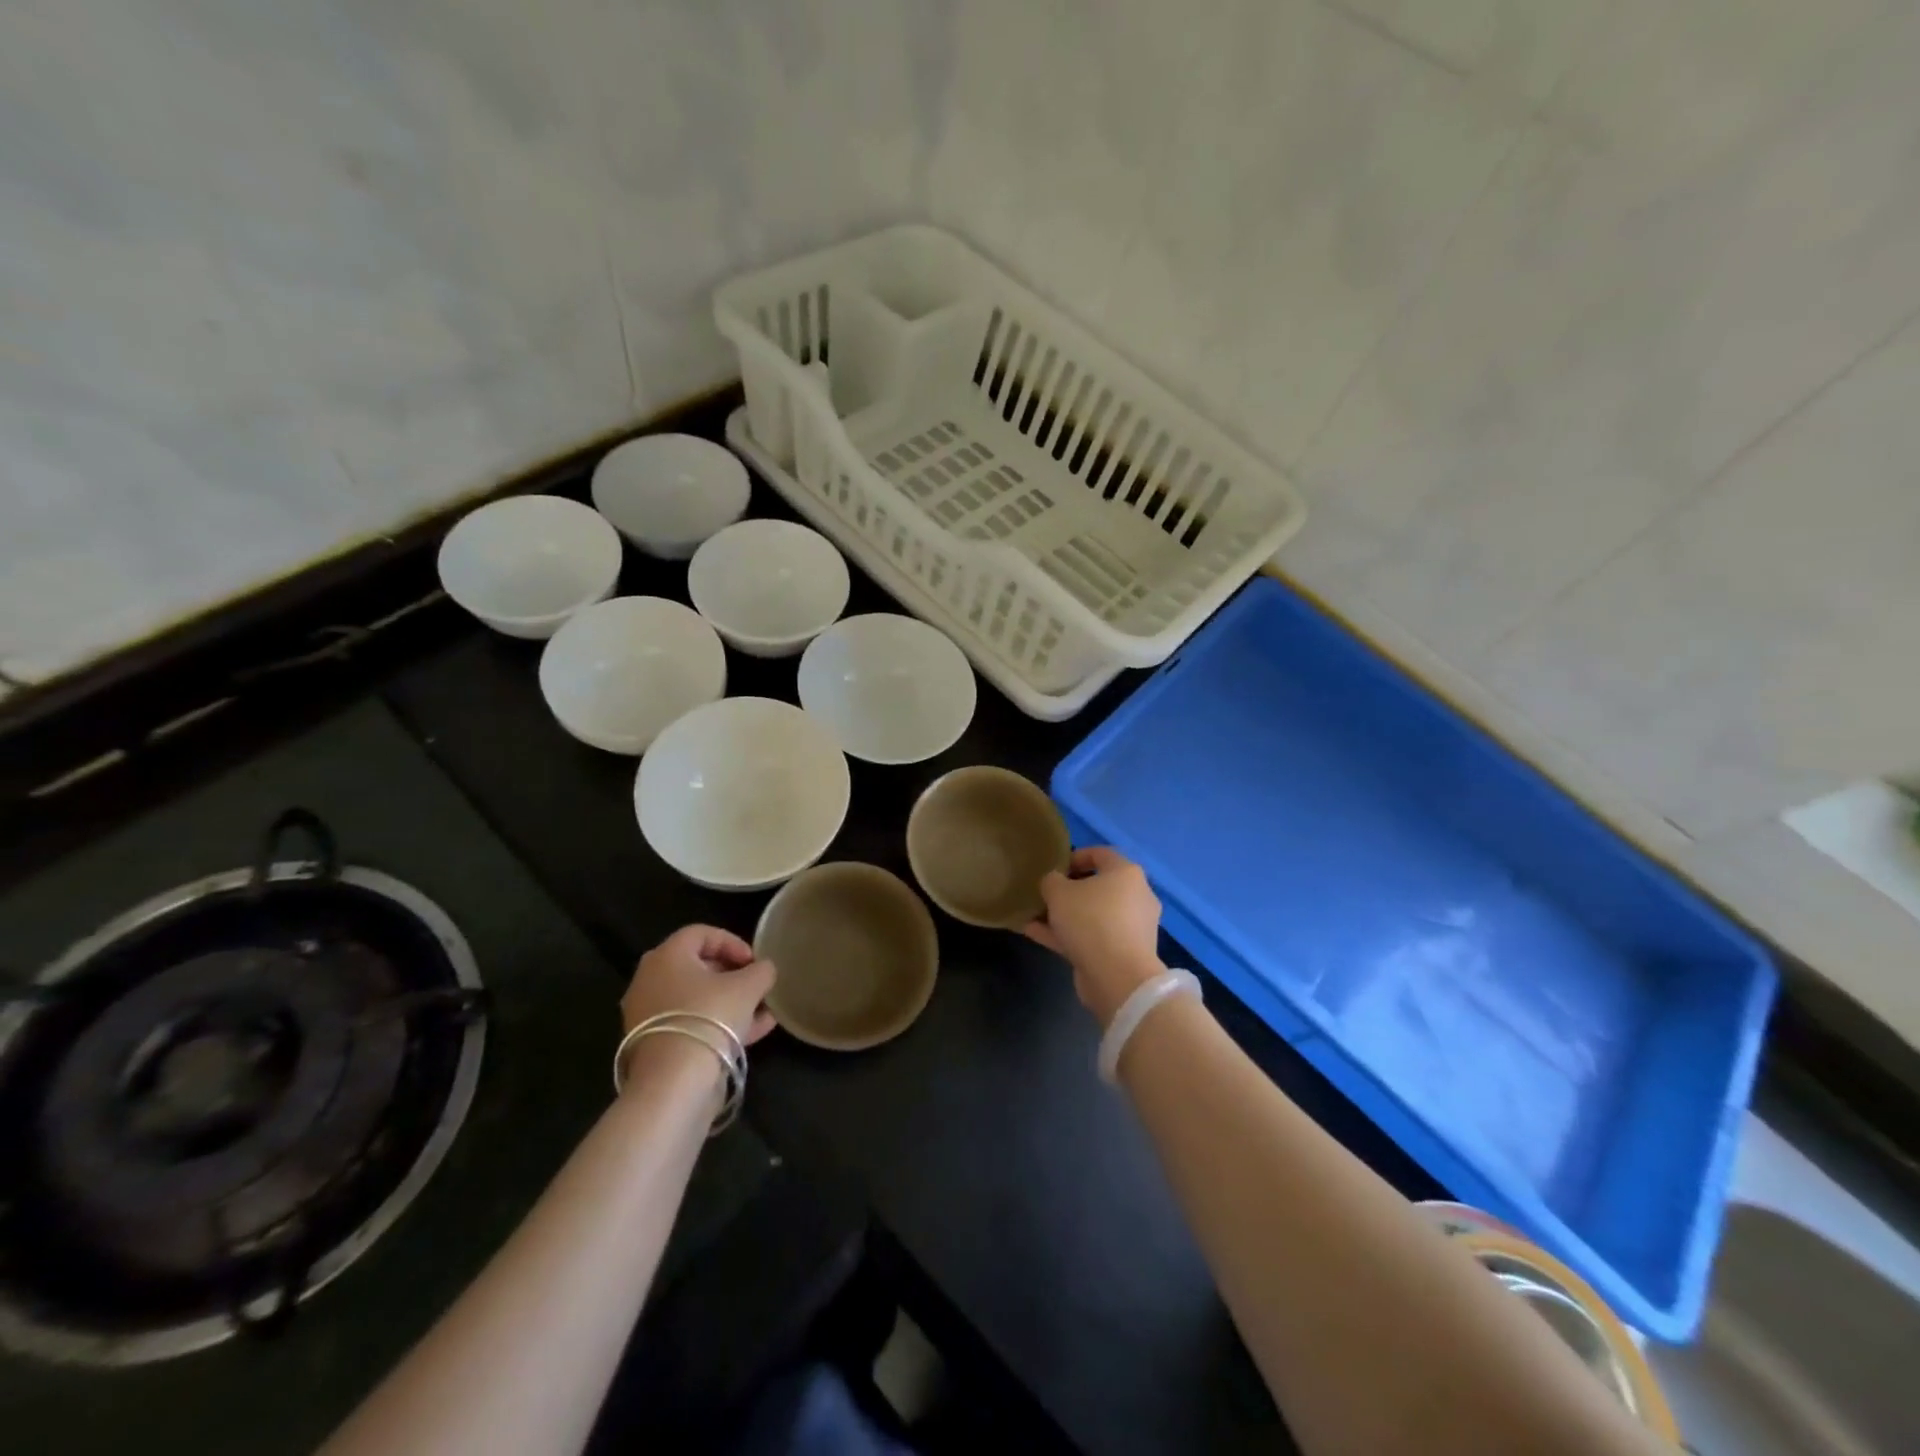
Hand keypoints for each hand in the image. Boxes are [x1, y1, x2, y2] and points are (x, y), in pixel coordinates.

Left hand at [620, 924, 777, 1050]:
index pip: (701, 933)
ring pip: (696, 999)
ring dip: (730, 1002)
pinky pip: (691, 1024)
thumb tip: (764, 970)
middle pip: (697, 967)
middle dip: (732, 974)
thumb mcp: (748, 987)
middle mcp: (649, 980)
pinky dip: (718, 1024)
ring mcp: (647, 1015)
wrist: (675, 1082)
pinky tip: (753, 1032)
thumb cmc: (710, 1017)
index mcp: (666, 956)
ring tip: (762, 1012)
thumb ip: (761, 971)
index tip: (754, 961)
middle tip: (756, 984)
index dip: (733, 942)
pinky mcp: (654, 1045)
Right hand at [1024, 847, 1165, 1026]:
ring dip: (1064, 915)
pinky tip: (1035, 934)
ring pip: (1092, 915)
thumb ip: (1051, 881)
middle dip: (1068, 890)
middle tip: (1044, 894)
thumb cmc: (1090, 920)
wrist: (1117, 977)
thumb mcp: (1058, 892)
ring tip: (1033, 916)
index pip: (1101, 854)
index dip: (1075, 856)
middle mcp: (1135, 897)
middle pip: (1098, 887)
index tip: (1054, 867)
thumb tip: (1054, 882)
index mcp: (1126, 873)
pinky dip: (1067, 935)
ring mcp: (1131, 928)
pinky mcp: (1122, 954)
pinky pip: (1091, 937)